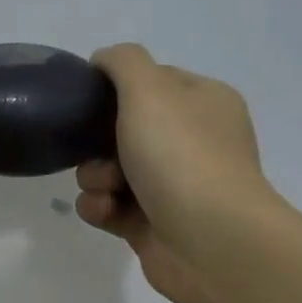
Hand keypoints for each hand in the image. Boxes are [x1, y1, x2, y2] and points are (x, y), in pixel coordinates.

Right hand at [75, 44, 283, 302]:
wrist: (212, 242)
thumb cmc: (182, 156)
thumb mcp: (149, 90)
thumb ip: (123, 62)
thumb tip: (104, 60)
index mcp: (203, 103)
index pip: (151, 82)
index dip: (115, 90)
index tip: (89, 100)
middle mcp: (192, 141)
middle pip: (121, 128)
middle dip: (96, 142)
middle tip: (95, 152)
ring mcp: (174, 185)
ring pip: (108, 169)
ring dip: (93, 177)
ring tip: (105, 189)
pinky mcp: (153, 223)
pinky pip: (109, 206)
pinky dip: (100, 207)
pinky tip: (106, 212)